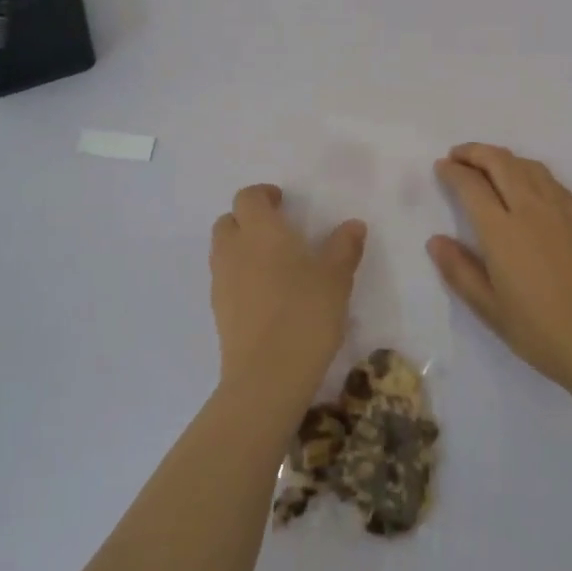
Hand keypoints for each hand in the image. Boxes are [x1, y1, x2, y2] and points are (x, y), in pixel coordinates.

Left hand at [211, 184, 366, 404]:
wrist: (267, 375)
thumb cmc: (305, 313)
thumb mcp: (336, 277)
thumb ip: (344, 247)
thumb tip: (353, 225)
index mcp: (260, 231)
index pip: (248, 197)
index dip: (264, 195)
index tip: (283, 202)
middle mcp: (234, 249)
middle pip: (228, 221)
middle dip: (248, 220)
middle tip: (277, 231)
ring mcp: (221, 281)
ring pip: (223, 250)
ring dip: (242, 247)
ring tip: (273, 264)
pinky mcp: (218, 311)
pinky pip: (225, 279)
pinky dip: (240, 276)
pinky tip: (266, 295)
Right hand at [430, 144, 571, 391]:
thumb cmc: (540, 331)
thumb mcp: (489, 309)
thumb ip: (459, 270)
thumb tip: (435, 240)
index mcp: (503, 232)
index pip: (472, 186)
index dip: (453, 172)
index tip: (441, 166)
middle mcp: (531, 210)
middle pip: (500, 163)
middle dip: (475, 152)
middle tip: (458, 156)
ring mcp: (561, 211)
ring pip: (528, 166)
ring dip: (503, 157)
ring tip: (488, 164)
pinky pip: (551, 180)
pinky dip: (530, 170)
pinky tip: (527, 183)